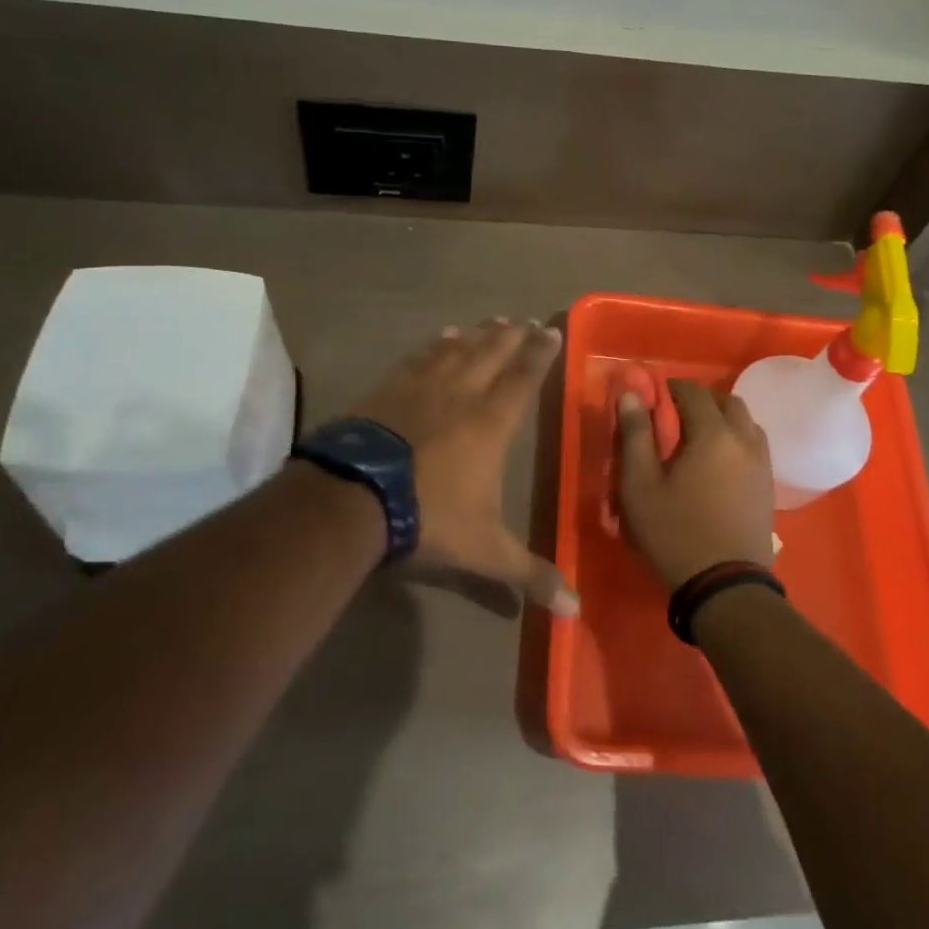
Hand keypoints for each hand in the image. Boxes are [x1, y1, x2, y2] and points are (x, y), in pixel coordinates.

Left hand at [350, 318, 575, 613]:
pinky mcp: (387, 390)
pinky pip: (420, 358)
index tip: (551, 331)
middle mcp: (461, 395)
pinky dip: (435, 345)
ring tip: (492, 321)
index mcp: (490, 424)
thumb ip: (528, 574)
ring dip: (478, 335)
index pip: (523, 380)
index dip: (539, 355)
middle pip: (493, 355)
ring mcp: (421, 388)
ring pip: (458, 351)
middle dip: (513, 337)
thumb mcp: (484, 551)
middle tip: (525, 319)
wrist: (354, 499)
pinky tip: (441, 337)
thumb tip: (574, 609)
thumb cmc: (428, 517)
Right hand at [617, 379, 774, 589]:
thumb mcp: (641, 486)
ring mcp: (762, 464)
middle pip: (728, 402)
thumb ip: (635, 435)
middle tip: (677, 415)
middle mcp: (744, 440)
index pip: (694, 392)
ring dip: (724, 419)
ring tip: (699, 437)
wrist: (726, 586)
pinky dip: (738, 439)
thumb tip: (631, 394)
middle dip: (702, 400)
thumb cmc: (675, 533)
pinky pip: (755, 446)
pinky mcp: (768, 486)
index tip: (655, 395)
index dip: (673, 387)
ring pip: (746, 423)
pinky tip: (720, 462)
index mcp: (713, 434)